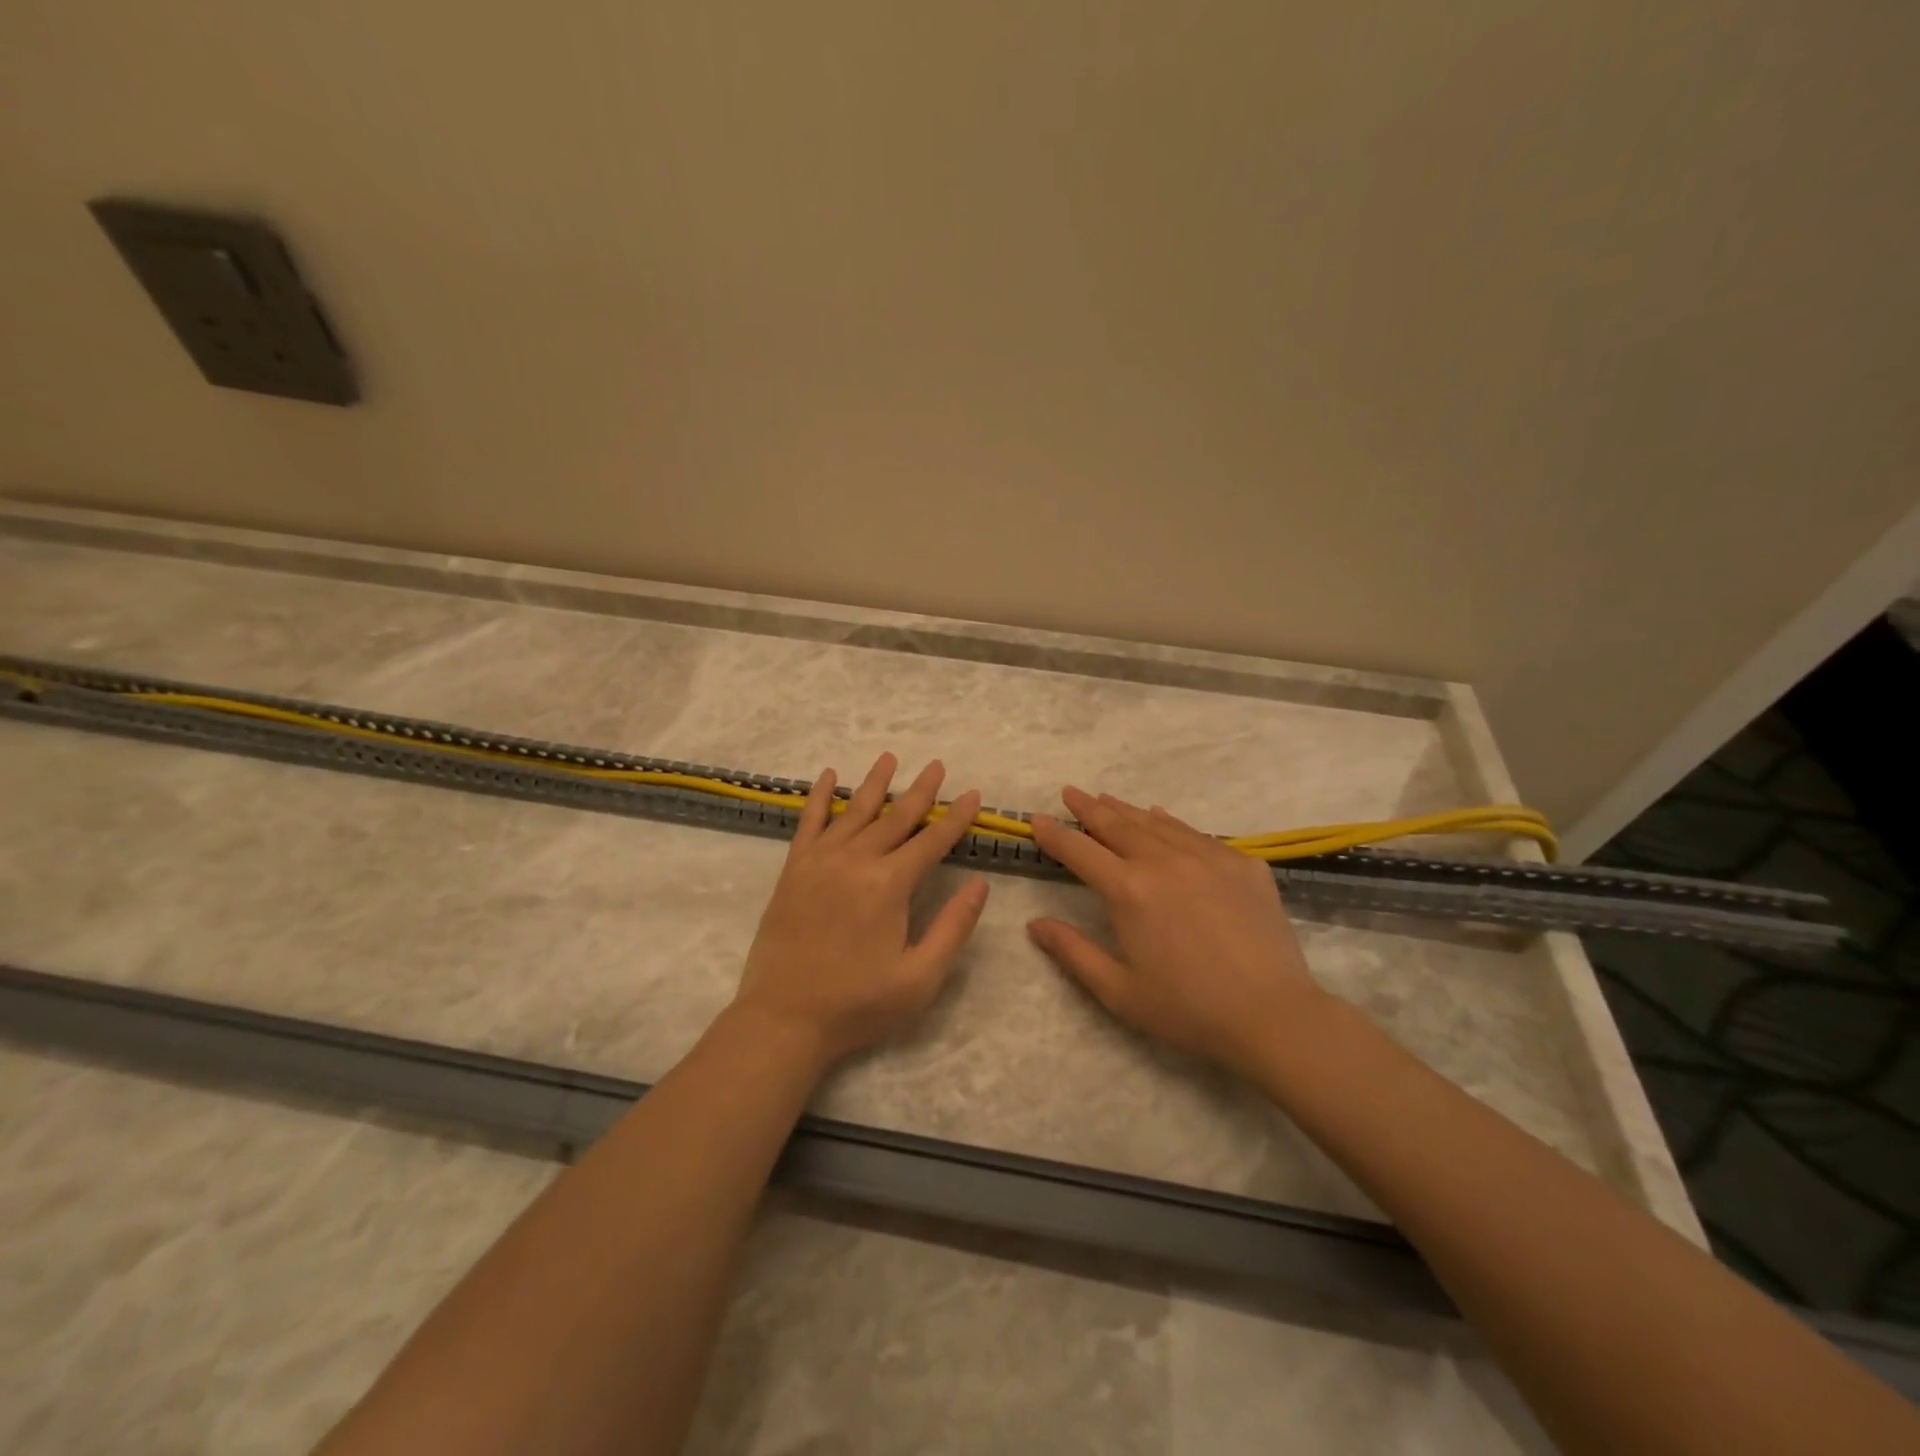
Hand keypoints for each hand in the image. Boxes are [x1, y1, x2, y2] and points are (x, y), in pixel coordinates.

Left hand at [731, 753, 989, 1068]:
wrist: (784, 1019)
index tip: (973, 794)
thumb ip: (953, 928)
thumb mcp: (920, 979)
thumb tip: (979, 885)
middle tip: (937, 765)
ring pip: (855, 811)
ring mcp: (820, 862)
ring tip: (889, 758)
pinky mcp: (793, 870)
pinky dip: (819, 797)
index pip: (932, 841)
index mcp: (889, 886)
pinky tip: (828, 777)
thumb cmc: (858, 1005)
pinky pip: (809, 823)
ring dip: (875, 783)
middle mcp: (856, 861)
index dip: (956, 818)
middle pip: (896, 817)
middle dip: (921, 791)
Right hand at [1027, 787, 1323, 1079]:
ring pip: (1156, 823)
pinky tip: (1161, 817)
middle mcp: (1164, 862)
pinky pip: (1195, 833)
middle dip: (1088, 807)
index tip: (1036, 819)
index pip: (1080, 851)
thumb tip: (1034, 924)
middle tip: (1070, 792)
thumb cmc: (1188, 1009)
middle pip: (1117, 824)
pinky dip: (1169, 822)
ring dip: (1126, 809)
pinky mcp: (1242, 863)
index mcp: (1129, 891)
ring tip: (1106, 799)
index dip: (1054, 834)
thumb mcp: (1119, 991)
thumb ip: (1073, 952)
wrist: (1274, 1015)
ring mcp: (1207, 857)